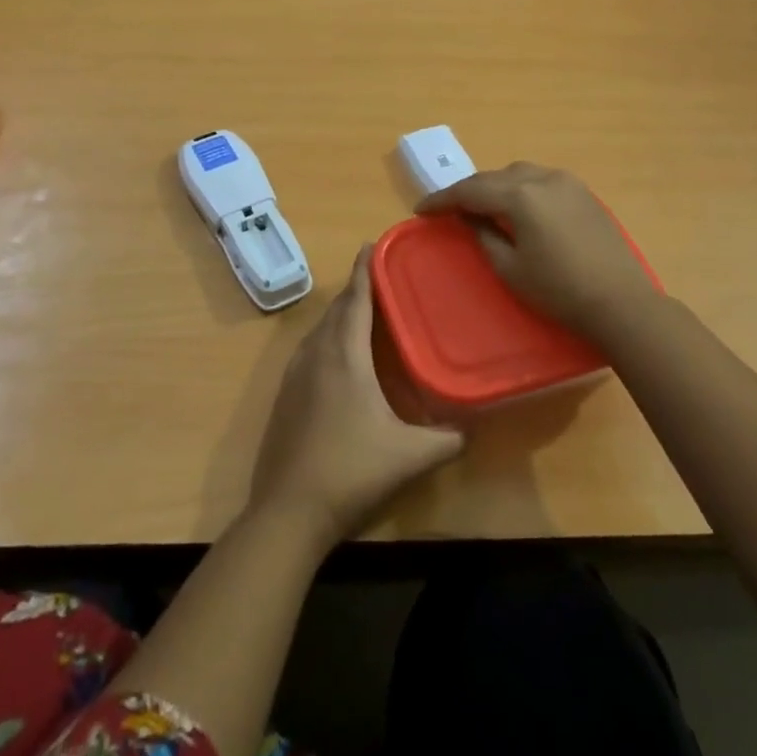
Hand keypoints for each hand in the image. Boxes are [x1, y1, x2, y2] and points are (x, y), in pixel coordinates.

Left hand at [248, 248, 465, 549]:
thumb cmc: (351, 472)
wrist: (287, 511)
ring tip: (361, 312)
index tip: (371, 244)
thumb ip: (446, 439)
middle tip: (379, 279)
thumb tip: (472, 426)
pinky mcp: (284, 395)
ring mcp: (295, 374)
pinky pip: (308, 349)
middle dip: (356, 289)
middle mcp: (317, 354)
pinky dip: (326, 337)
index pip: (356, 299)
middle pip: (337, 309)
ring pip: (320, 329)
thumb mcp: (408, 456)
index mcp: (345, 355)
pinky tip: (336, 356)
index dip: (364, 270)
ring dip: (340, 314)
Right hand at [416, 162, 659, 339]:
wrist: (621, 301)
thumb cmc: (559, 290)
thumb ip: (484, 235)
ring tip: (483, 207)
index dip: (442, 200)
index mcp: (521, 195)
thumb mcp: (510, 268)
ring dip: (497, 187)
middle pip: (494, 177)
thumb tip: (470, 217)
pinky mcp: (584, 192)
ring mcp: (567, 182)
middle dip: (469, 191)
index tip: (421, 210)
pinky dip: (522, 189)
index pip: (470, 190)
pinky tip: (520, 209)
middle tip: (449, 210)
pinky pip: (542, 181)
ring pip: (519, 174)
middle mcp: (543, 177)